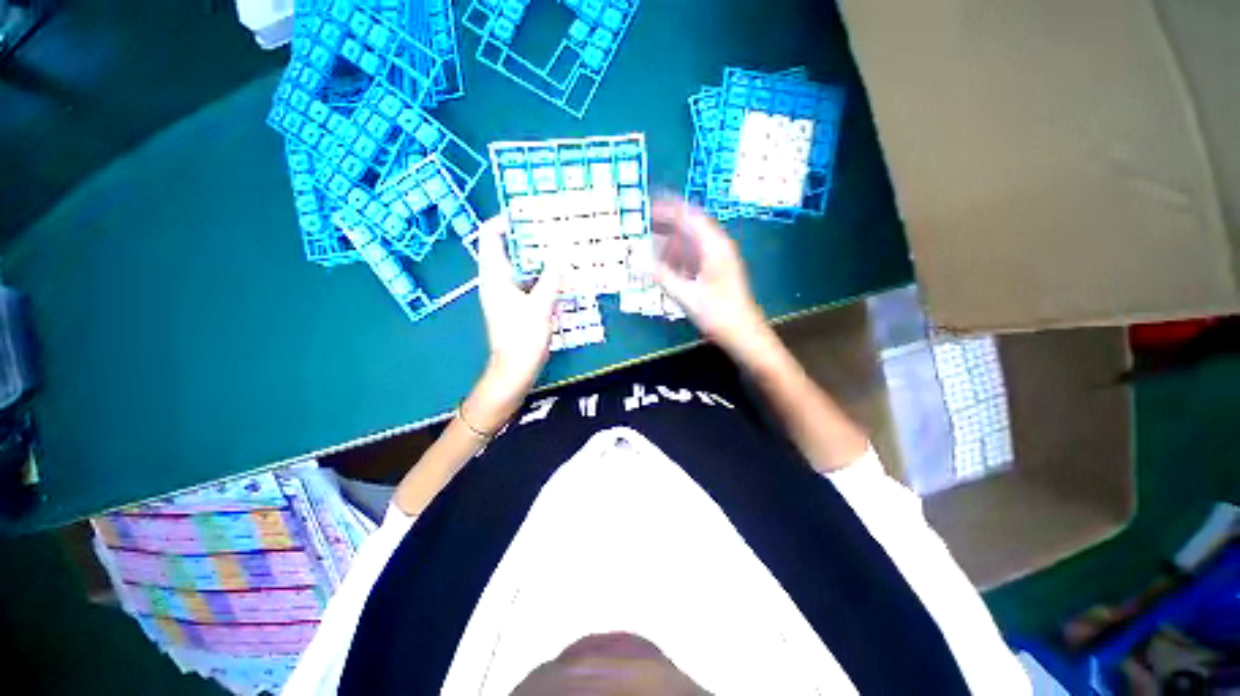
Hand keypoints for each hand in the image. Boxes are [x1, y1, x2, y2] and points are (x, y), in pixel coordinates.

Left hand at [475, 214, 561, 408]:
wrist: (515, 369)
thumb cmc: (523, 337)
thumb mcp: (541, 306)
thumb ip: (551, 278)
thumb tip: (561, 252)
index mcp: (494, 276)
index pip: (490, 236)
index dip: (506, 220)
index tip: (530, 214)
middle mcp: (495, 280)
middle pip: (506, 248)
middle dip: (527, 237)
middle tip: (551, 229)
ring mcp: (504, 293)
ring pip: (518, 265)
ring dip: (535, 256)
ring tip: (558, 247)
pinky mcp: (514, 304)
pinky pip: (526, 281)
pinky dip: (539, 274)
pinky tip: (558, 275)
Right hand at [652, 197, 769, 355]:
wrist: (743, 334)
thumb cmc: (719, 314)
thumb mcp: (687, 296)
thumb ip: (662, 277)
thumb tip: (636, 262)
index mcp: (714, 247)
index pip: (689, 216)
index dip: (669, 207)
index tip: (649, 202)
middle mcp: (717, 248)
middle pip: (689, 227)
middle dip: (667, 222)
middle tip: (643, 220)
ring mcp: (717, 260)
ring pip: (690, 242)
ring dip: (670, 240)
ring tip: (648, 240)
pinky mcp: (714, 271)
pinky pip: (692, 256)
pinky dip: (677, 255)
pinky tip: (663, 262)